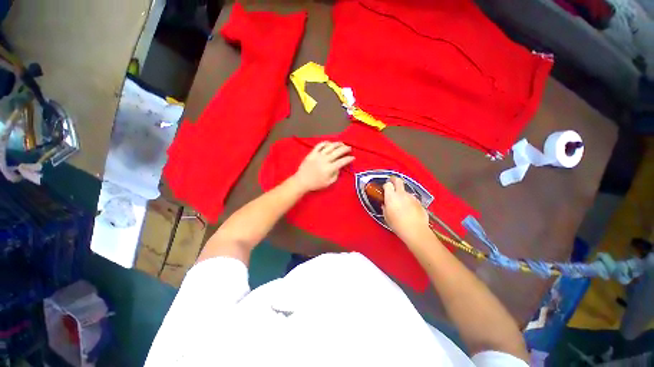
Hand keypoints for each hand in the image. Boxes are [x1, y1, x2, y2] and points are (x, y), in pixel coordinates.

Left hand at [292, 141, 354, 191]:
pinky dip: (325, 143)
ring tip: (342, 143)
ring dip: (337, 144)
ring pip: (330, 147)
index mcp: (330, 168)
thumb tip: (339, 167)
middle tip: (349, 148)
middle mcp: (325, 160)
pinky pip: (319, 145)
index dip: (349, 159)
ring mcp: (318, 155)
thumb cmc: (316, 184)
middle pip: (337, 152)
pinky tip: (330, 143)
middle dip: (345, 149)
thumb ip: (335, 175)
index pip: (342, 161)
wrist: (302, 181)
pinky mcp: (312, 153)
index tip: (353, 157)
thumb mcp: (328, 183)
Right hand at [383, 176, 428, 238]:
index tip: (385, 189)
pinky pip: (412, 199)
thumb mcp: (386, 216)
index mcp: (391, 196)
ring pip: (406, 191)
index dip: (386, 185)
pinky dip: (409, 201)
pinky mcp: (419, 202)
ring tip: (401, 203)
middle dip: (394, 180)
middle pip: (398, 181)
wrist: (415, 230)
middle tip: (392, 183)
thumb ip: (385, 207)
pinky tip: (409, 210)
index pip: (387, 184)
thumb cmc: (397, 224)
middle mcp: (402, 194)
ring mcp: (412, 197)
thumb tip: (385, 204)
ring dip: (402, 194)